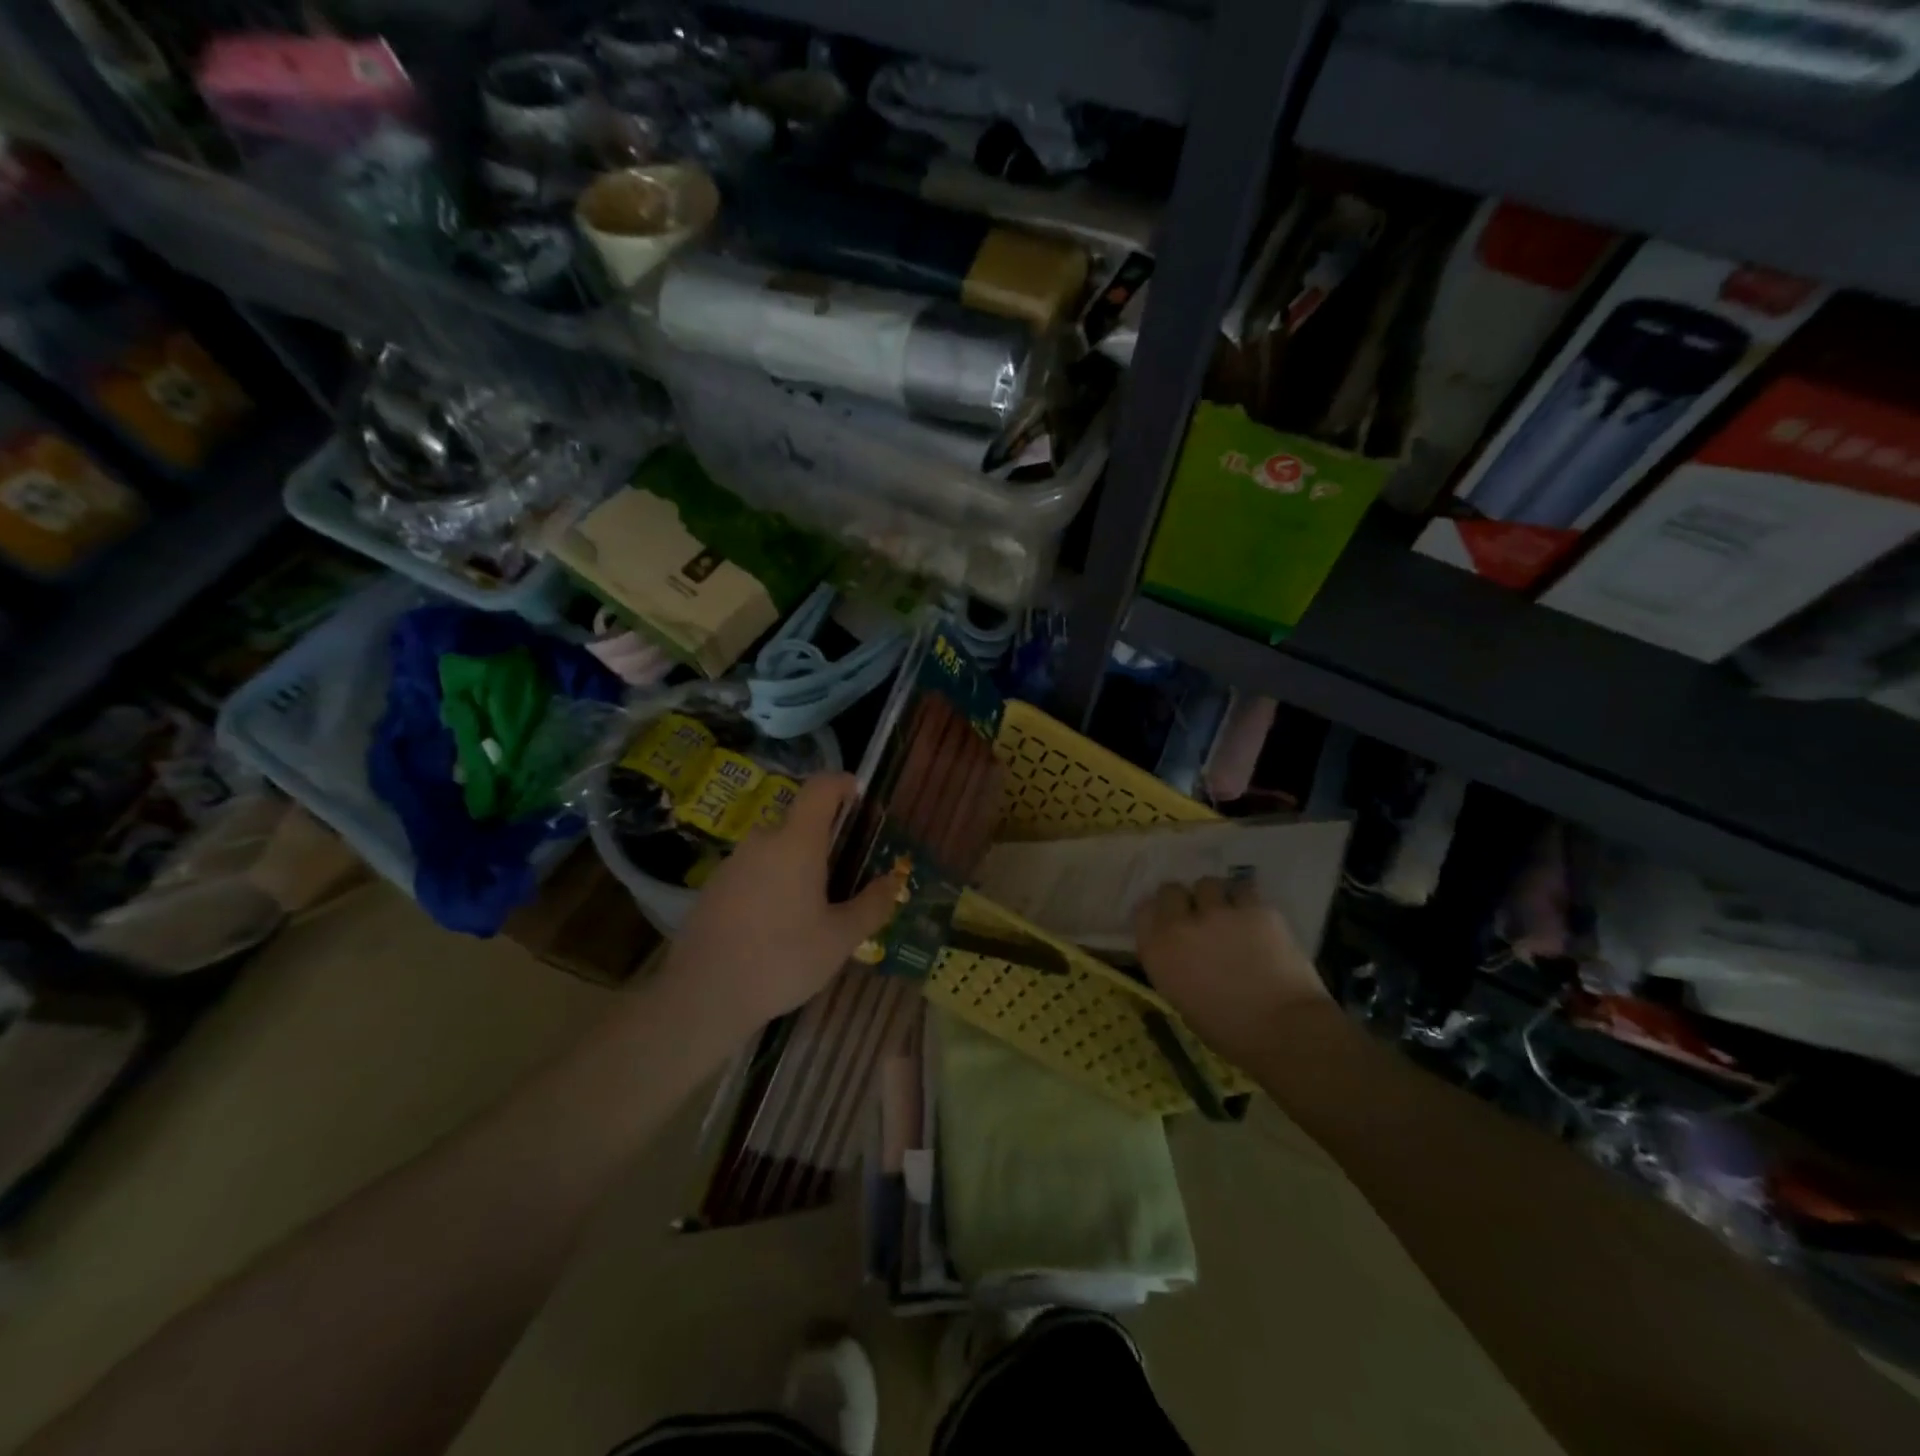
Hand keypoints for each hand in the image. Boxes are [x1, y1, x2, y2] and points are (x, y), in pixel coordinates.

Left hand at [656, 773, 901, 1038]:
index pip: (820, 787)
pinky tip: (777, 928)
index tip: (859, 796)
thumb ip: (872, 905)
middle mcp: (762, 841)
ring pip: (775, 850)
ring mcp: (732, 864)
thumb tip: (894, 881)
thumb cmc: (782, 959)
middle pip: (799, 823)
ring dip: (798, 867)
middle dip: (825, 841)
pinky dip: (772, 884)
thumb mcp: (840, 938)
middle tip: (845, 877)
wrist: (702, 996)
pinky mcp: (713, 888)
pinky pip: (754, 872)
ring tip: (813, 910)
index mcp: (796, 842)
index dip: (842, 783)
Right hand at [1133, 877, 1329, 1060]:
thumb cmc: (1228, 1031)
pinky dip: (1247, 900)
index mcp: (1158, 952)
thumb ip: (1175, 966)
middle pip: (1172, 890)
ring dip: (1215, 896)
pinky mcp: (1254, 908)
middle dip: (1184, 900)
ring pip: (1208, 884)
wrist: (1283, 1029)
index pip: (1144, 911)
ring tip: (1229, 912)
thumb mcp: (1183, 1000)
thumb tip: (1184, 952)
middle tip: (1199, 915)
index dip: (1158, 914)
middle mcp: (1181, 925)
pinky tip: (1255, 916)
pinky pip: (1244, 889)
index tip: (1169, 921)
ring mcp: (1218, 912)